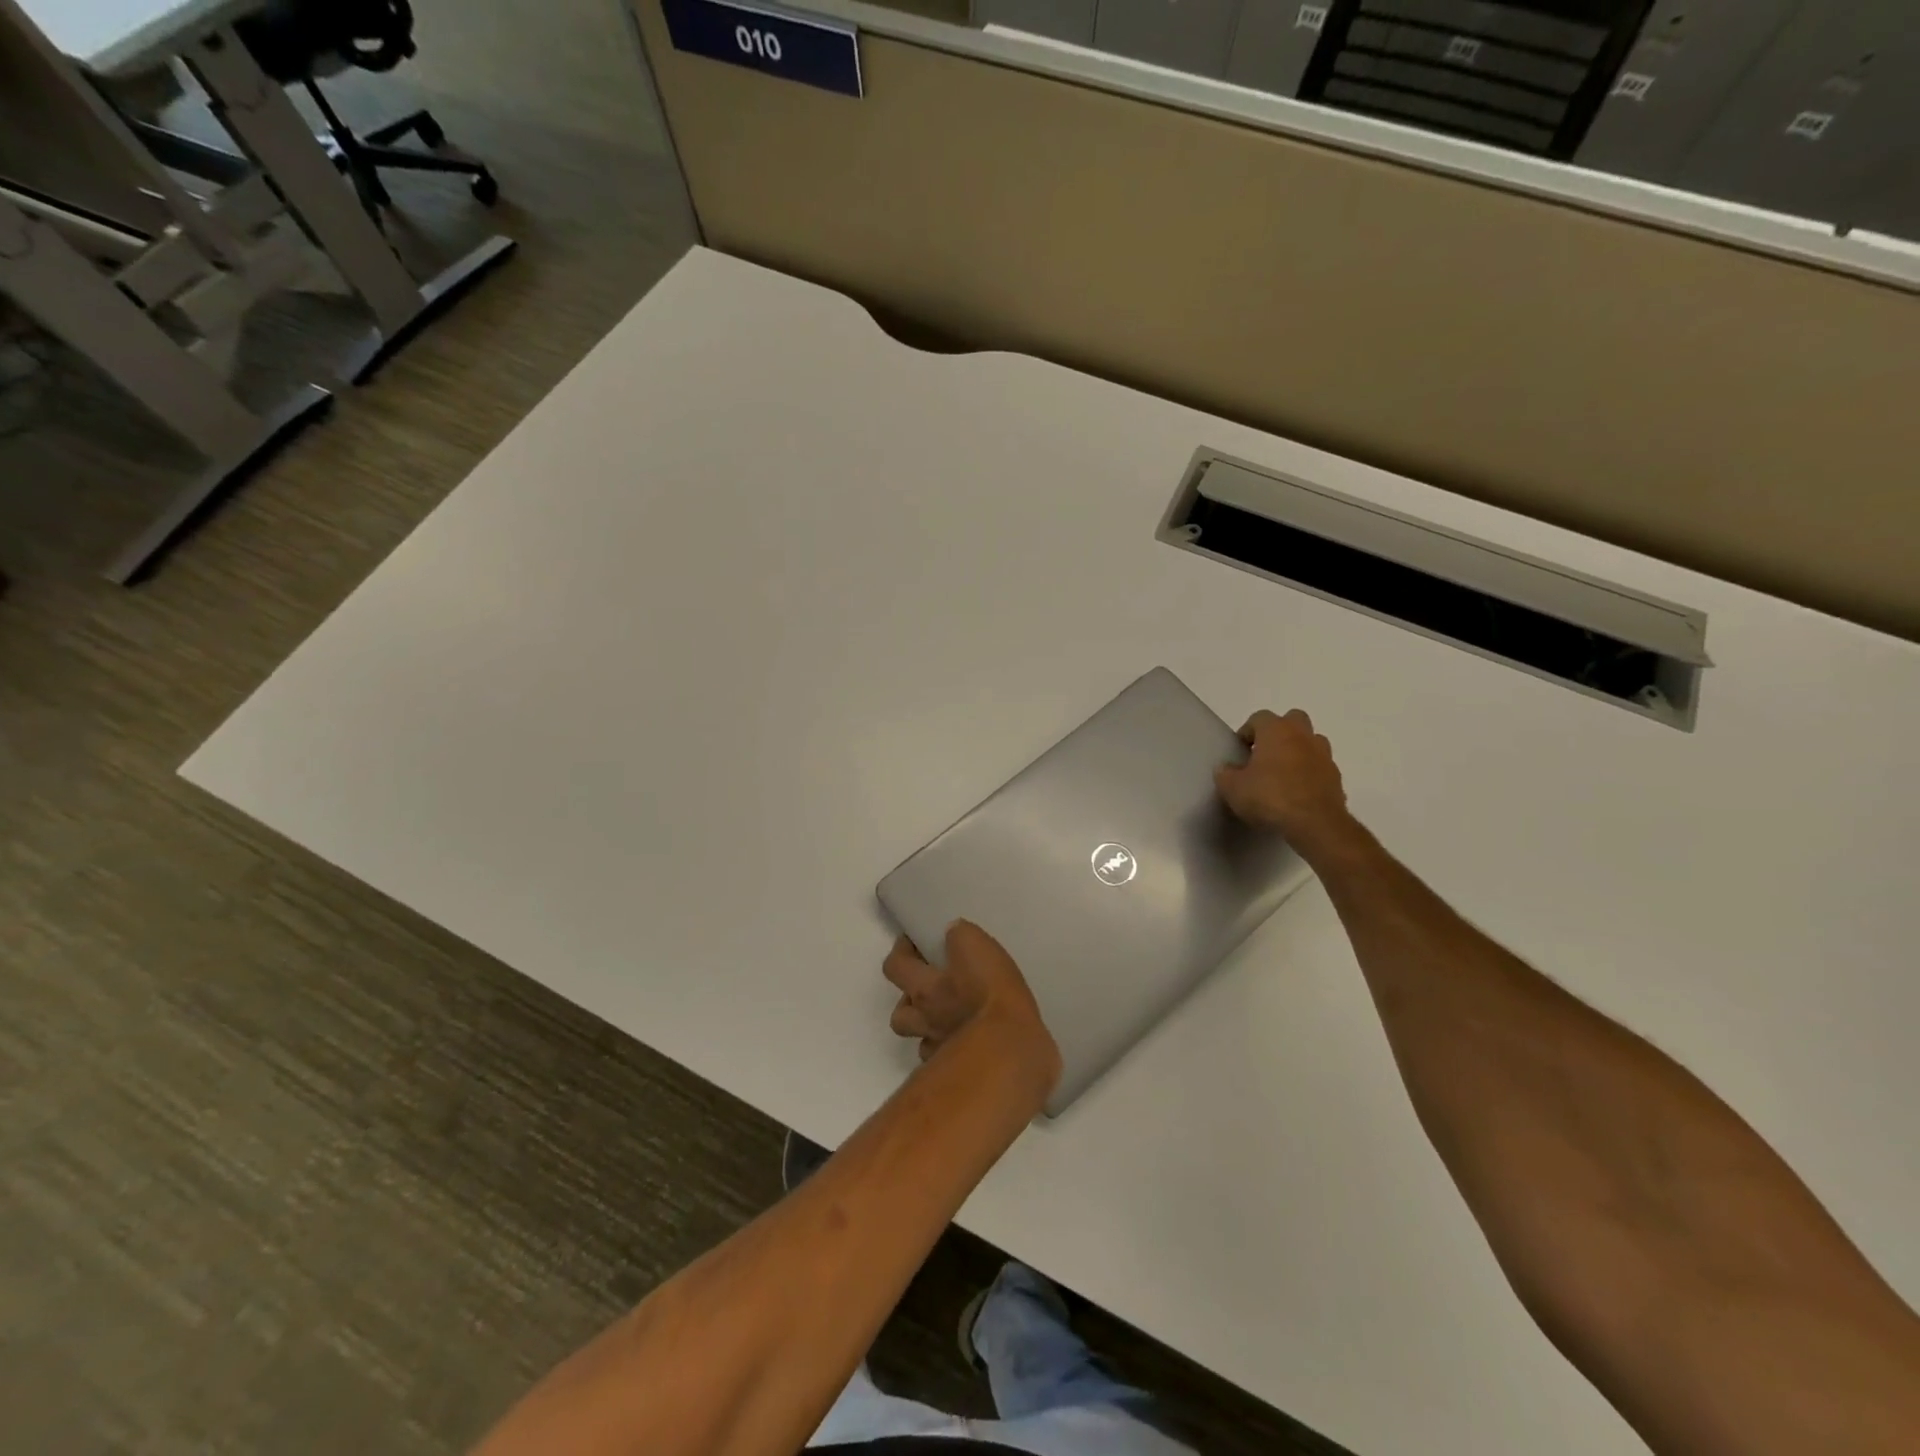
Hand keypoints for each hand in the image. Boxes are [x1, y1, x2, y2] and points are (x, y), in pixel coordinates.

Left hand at [883, 922, 1060, 1090]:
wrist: (1010, 1050)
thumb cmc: (991, 994)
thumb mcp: (978, 947)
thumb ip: (960, 936)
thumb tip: (951, 932)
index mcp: (925, 988)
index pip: (895, 966)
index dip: (900, 952)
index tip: (912, 944)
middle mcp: (925, 1020)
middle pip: (899, 1015)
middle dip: (908, 1000)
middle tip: (929, 988)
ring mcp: (939, 1050)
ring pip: (921, 1041)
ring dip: (928, 1028)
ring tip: (949, 1018)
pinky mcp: (960, 1073)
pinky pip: (947, 1061)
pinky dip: (952, 1051)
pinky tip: (969, 1043)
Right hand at [1214, 708, 1355, 858]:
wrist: (1315, 824)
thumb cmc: (1269, 797)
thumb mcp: (1233, 788)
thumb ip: (1225, 774)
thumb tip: (1225, 768)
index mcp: (1276, 730)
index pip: (1259, 718)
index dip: (1247, 732)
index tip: (1240, 752)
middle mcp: (1303, 736)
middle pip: (1292, 720)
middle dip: (1279, 732)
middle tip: (1264, 755)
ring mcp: (1324, 756)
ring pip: (1311, 742)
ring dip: (1298, 751)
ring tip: (1282, 774)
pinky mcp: (1336, 778)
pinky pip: (1320, 768)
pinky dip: (1310, 774)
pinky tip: (1297, 794)